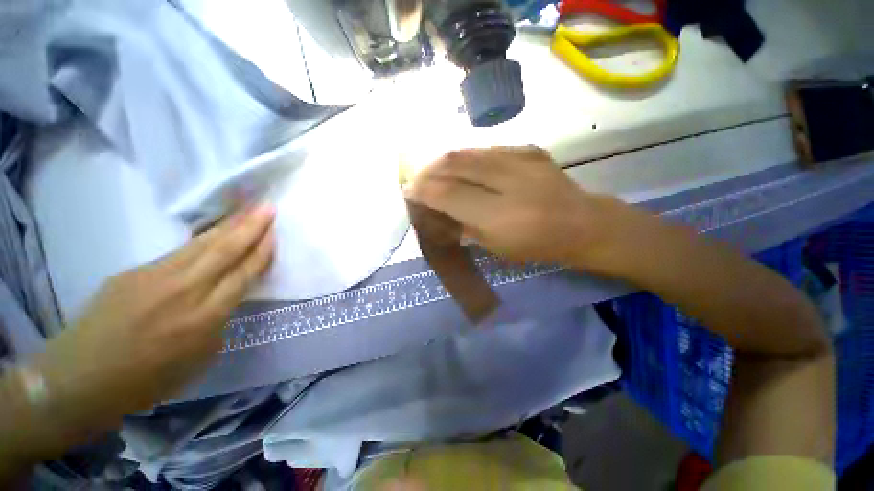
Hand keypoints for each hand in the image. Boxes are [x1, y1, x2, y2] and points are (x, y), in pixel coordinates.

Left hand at [31, 206, 274, 449]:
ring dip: (229, 225)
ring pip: (202, 244)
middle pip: (225, 251)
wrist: (81, 378)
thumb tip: (225, 298)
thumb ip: (218, 322)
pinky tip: (212, 233)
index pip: (243, 274)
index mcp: (205, 318)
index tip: (274, 234)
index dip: (261, 253)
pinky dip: (202, 239)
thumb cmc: (147, 379)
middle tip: (268, 208)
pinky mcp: (135, 272)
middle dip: (251, 227)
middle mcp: (185, 291)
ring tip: (248, 211)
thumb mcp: (198, 358)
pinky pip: (178, 251)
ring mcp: (155, 277)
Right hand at [405, 146, 633, 266]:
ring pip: (469, 151)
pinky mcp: (529, 150)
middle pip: (454, 164)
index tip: (410, 192)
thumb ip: (464, 225)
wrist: (582, 224)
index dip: (424, 191)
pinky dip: (468, 156)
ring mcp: (521, 160)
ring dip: (445, 161)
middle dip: (429, 171)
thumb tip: (440, 209)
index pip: (448, 194)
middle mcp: (508, 181)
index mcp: (499, 215)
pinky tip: (464, 165)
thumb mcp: (495, 246)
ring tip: (435, 170)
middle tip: (418, 179)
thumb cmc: (537, 246)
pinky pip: (488, 148)